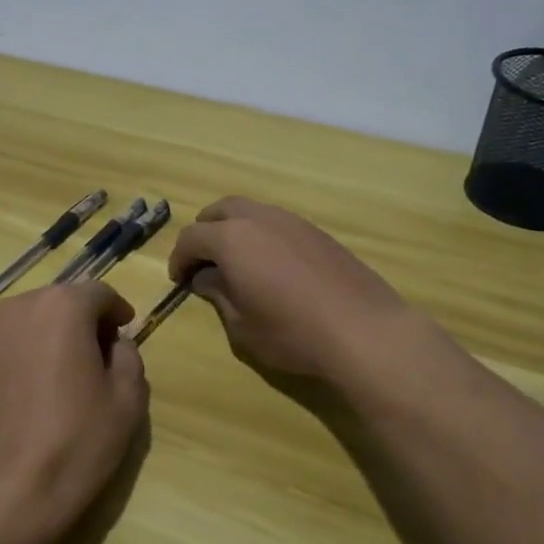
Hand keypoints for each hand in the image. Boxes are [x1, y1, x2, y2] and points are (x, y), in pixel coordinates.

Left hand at [0, 282, 149, 543]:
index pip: (98, 293)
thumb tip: (113, 344)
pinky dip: (26, 354)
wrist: (2, 494)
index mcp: (62, 307)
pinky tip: (34, 393)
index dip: (117, 311)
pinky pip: (8, 344)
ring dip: (52, 336)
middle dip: (83, 322)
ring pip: (31, 321)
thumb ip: (128, 356)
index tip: (125, 333)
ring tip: (64, 376)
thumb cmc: (75, 442)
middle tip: (99, 358)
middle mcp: (19, 307)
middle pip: (61, 302)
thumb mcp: (127, 400)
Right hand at [167, 197, 413, 384]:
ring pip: (251, 211)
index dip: (180, 258)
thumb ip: (219, 295)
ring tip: (237, 262)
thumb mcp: (242, 325)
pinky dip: (262, 234)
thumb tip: (207, 279)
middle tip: (204, 261)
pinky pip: (277, 222)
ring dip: (235, 229)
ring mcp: (292, 221)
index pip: (192, 237)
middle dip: (205, 232)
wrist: (363, 330)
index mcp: (232, 239)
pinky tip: (272, 265)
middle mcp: (259, 218)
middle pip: (220, 210)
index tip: (180, 280)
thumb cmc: (292, 333)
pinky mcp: (317, 232)